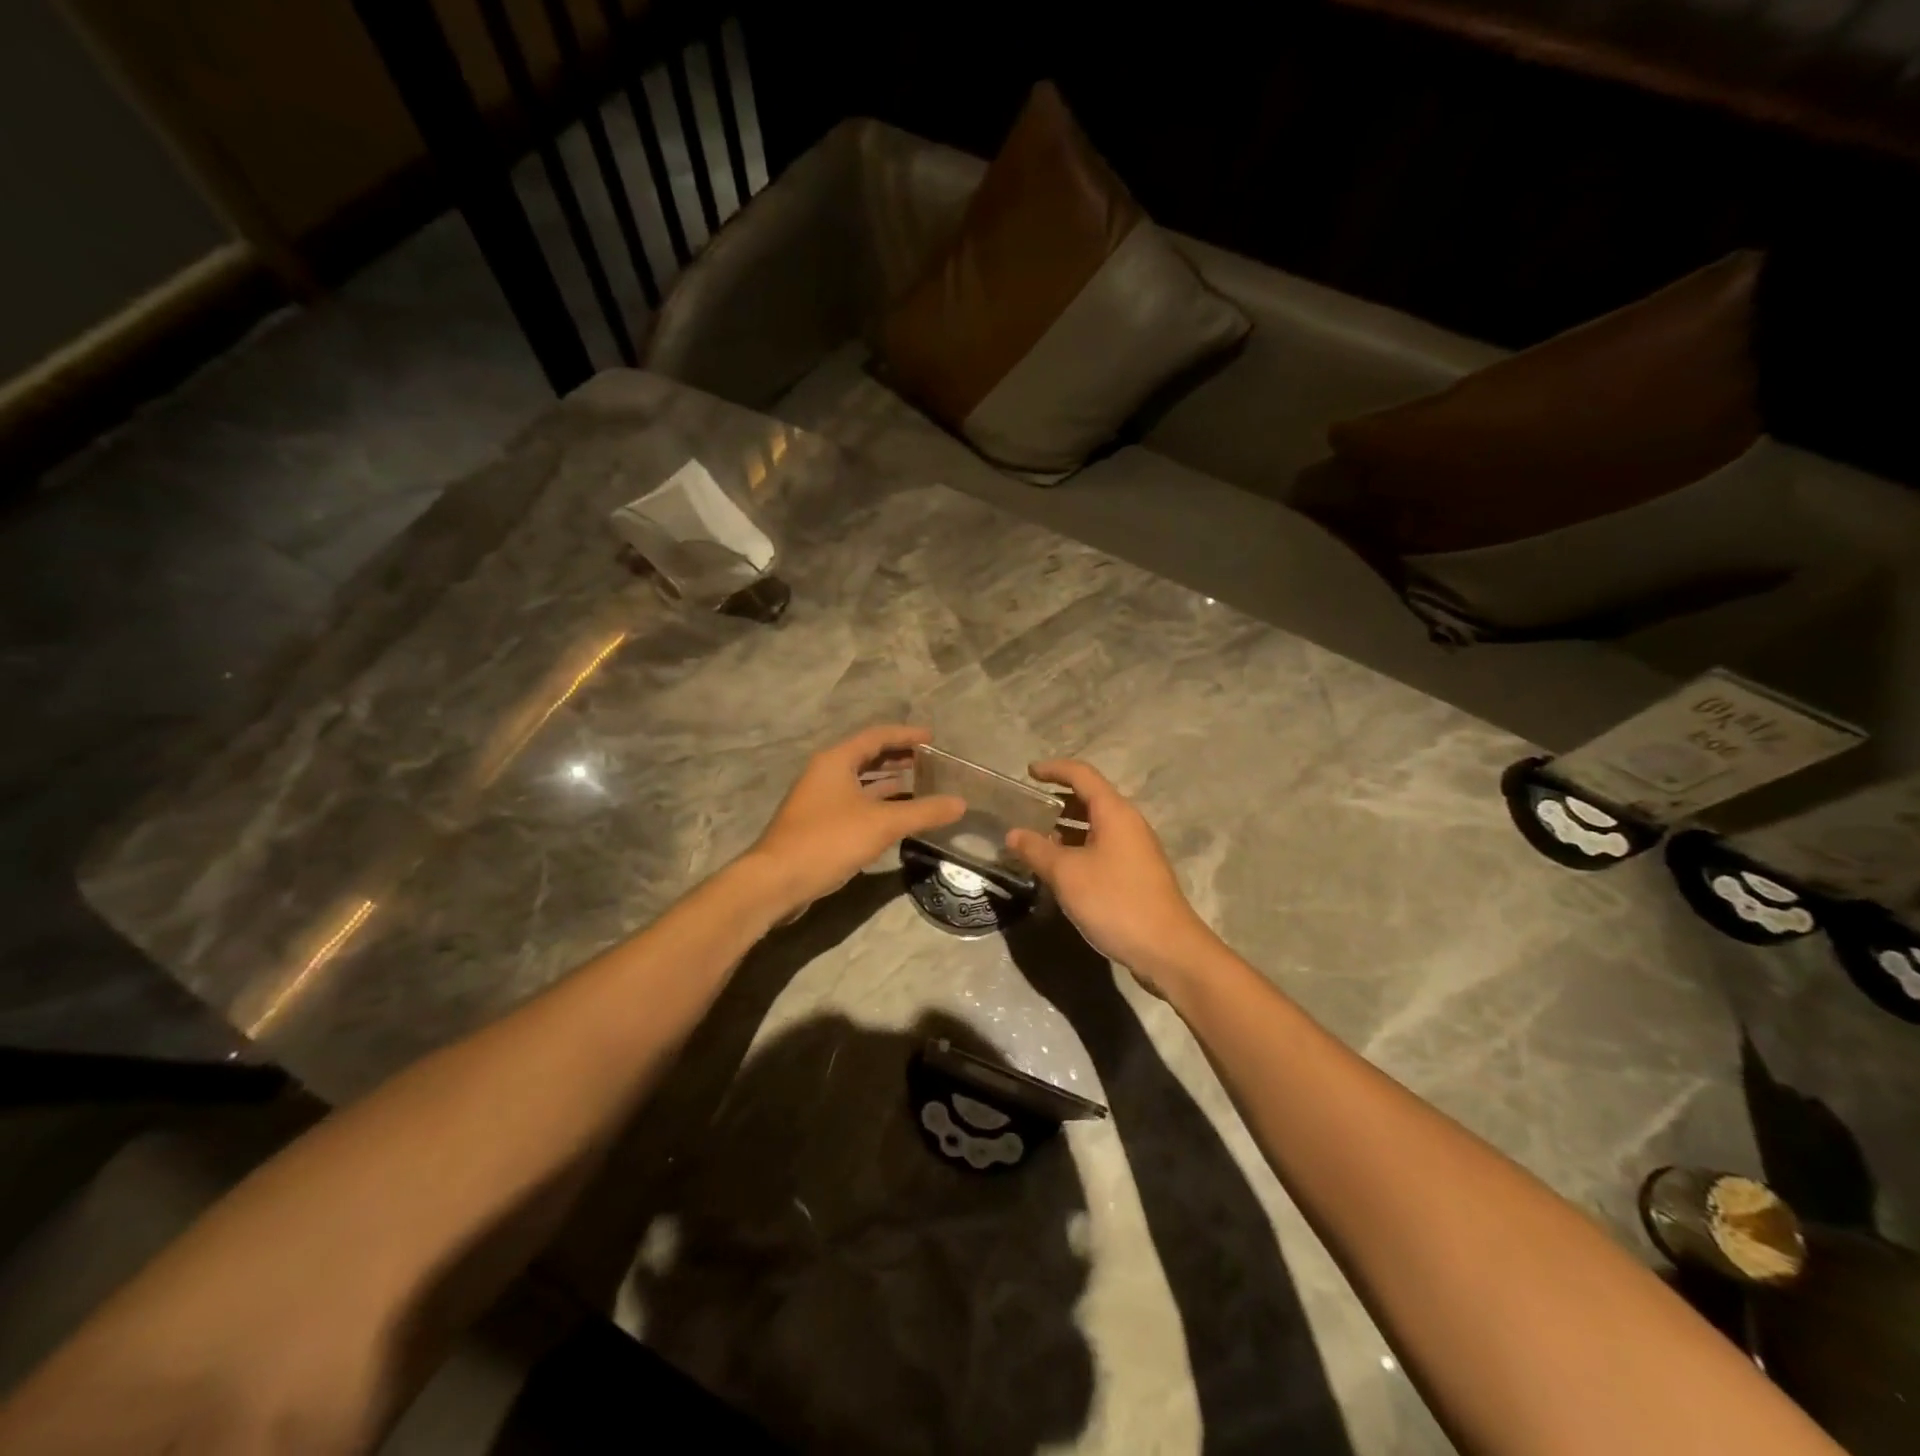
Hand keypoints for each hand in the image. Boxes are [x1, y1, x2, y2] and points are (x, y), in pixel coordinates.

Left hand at [746, 725, 963, 914]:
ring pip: (860, 782)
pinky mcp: (818, 824)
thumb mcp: (882, 824)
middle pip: (867, 756)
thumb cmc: (828, 841)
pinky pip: (854, 803)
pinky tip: (896, 816)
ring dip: (888, 781)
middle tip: (930, 762)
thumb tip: (961, 803)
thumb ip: (923, 811)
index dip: (906, 735)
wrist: (777, 881)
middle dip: (898, 757)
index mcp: (836, 761)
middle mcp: (825, 773)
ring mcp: (819, 799)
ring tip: (920, 785)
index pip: (876, 736)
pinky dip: (877, 803)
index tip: (932, 738)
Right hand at [1006, 759, 1221, 994]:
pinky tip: (1061, 869)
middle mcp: (1128, 823)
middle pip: (1090, 798)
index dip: (1054, 769)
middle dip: (1058, 799)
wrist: (1167, 949)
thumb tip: (1013, 834)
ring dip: (1067, 827)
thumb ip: (1036, 850)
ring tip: (1036, 839)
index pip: (1082, 774)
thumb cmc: (1115, 901)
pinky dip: (1079, 847)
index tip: (1028, 772)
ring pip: (1096, 825)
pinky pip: (1102, 847)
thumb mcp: (1066, 874)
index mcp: (1114, 812)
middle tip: (1027, 809)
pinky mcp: (1137, 873)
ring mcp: (1136, 849)